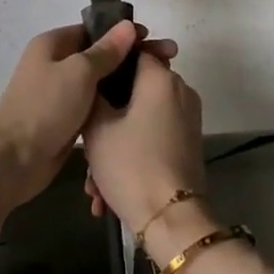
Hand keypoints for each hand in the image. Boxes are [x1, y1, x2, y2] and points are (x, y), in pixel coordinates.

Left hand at [0, 21, 176, 225]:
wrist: (13, 160)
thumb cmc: (45, 107)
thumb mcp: (79, 72)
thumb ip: (106, 51)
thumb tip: (128, 26)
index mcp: (53, 44)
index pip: (94, 30)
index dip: (124, 33)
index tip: (154, 39)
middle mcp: (56, 64)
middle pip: (99, 55)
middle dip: (131, 58)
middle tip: (168, 62)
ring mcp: (60, 93)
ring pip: (99, 82)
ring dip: (124, 83)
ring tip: (160, 85)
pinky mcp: (66, 120)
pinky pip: (95, 105)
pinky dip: (113, 105)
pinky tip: (139, 109)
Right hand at [81, 48, 206, 235]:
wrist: (172, 222)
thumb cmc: (131, 165)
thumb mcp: (97, 128)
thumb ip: (93, 93)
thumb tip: (95, 79)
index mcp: (160, 78)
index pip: (132, 51)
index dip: (106, 63)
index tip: (85, 82)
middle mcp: (180, 91)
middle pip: (134, 89)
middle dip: (106, 116)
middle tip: (84, 145)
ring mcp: (187, 118)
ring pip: (140, 119)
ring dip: (114, 144)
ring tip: (92, 185)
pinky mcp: (188, 143)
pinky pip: (153, 137)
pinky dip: (132, 154)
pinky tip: (106, 192)